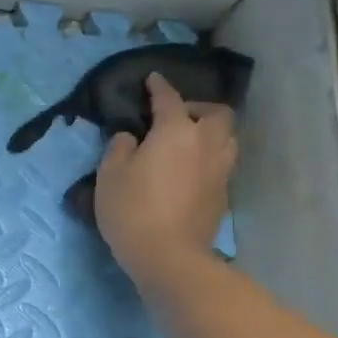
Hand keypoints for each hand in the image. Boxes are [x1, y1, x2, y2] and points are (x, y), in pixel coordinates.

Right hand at [94, 73, 237, 283]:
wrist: (169, 257)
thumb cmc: (133, 211)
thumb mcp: (110, 176)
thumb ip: (119, 149)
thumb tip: (131, 138)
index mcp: (176, 131)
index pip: (170, 99)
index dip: (159, 87)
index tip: (153, 80)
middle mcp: (205, 143)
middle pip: (217, 113)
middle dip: (199, 107)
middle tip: (178, 116)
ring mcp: (220, 170)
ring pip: (227, 138)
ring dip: (212, 132)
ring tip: (190, 142)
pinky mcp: (223, 195)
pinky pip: (222, 163)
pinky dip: (209, 158)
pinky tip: (191, 170)